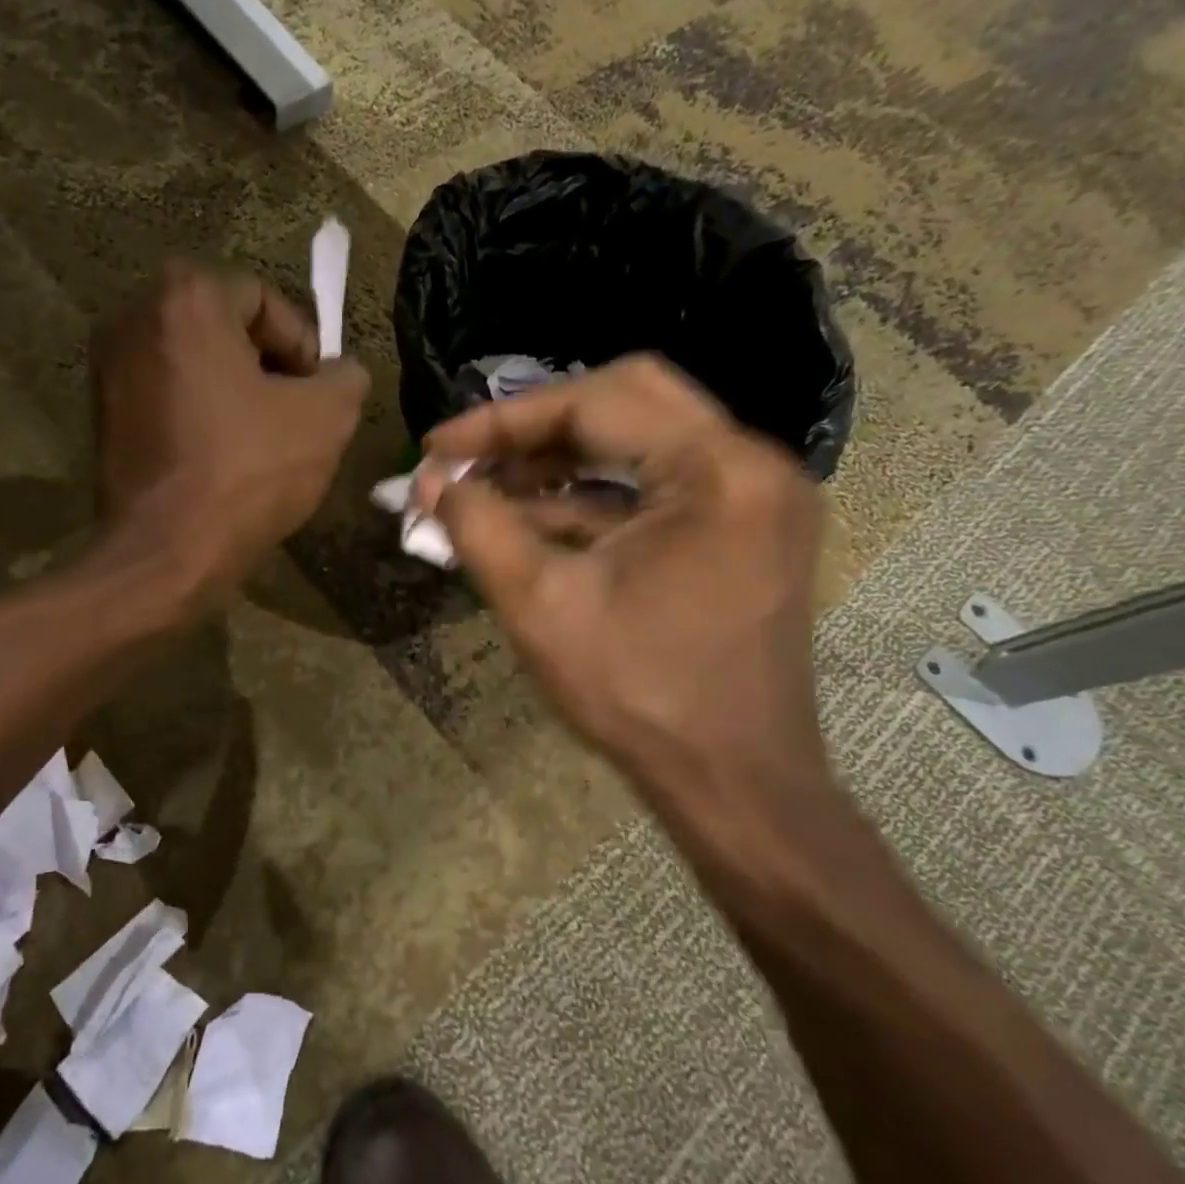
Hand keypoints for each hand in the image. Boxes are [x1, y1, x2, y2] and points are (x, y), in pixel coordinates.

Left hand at [94, 261, 368, 606]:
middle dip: (267, 365)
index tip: (316, 392)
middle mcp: (134, 317)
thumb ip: (345, 376)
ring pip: (195, 362)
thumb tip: (341, 372)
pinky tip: (222, 456)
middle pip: (224, 326)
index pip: (263, 298)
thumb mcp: (326, 418)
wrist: (165, 552)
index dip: (302, 344)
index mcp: (186, 299)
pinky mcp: (101, 413)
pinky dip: (200, 412)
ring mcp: (109, 367)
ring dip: (234, 390)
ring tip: (263, 439)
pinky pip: (167, 394)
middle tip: (294, 412)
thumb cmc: (248, 472)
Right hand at [419, 357, 845, 885]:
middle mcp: (751, 465)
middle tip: (474, 455)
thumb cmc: (639, 695)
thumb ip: (477, 528)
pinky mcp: (745, 530)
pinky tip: (533, 518)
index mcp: (717, 471)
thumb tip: (429, 484)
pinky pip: (659, 486)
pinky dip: (595, 495)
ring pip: (643, 440)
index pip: (595, 403)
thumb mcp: (540, 605)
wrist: (733, 784)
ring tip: (489, 488)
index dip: (502, 421)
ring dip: (561, 459)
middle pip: (627, 400)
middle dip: (537, 425)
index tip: (437, 448)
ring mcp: (755, 498)